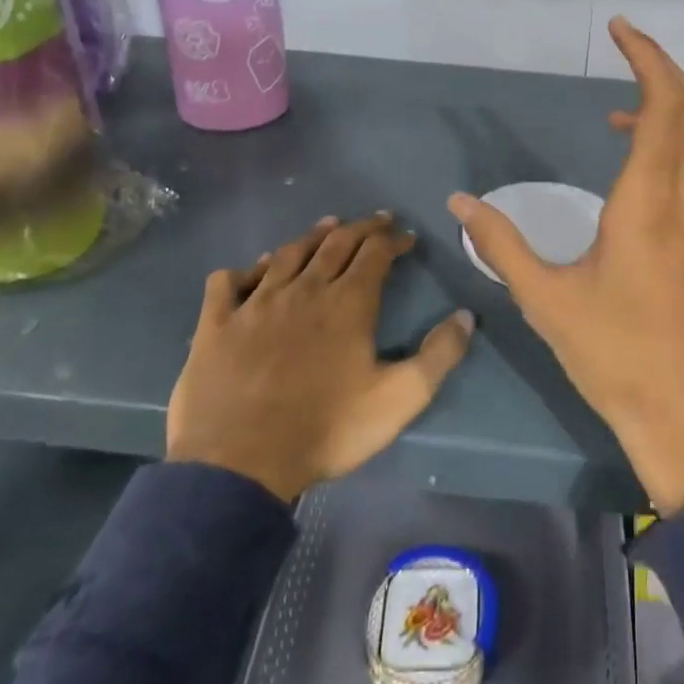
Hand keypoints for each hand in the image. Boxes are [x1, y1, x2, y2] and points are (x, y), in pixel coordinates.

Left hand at [168, 213, 475, 501]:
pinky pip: (230, 281)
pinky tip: (256, 269)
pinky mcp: (216, 323)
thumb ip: (438, 356)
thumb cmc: (326, 429)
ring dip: (312, 236)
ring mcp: (255, 303)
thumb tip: (466, 316)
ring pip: (288, 254)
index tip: (407, 237)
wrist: (239, 464)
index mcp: (348, 303)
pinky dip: (247, 268)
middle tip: (377, 220)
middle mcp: (303, 290)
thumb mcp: (400, 399)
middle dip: (361, 228)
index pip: (375, 253)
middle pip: (335, 243)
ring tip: (328, 226)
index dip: (393, 240)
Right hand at [449, 18, 683, 512]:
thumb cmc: (617, 357)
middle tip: (622, 48)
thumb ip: (501, 245)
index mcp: (652, 201)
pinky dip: (673, 146)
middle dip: (659, 68)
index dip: (646, 57)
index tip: (618, 29)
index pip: (665, 103)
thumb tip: (460, 202)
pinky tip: (636, 172)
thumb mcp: (548, 300)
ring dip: (666, 110)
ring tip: (615, 114)